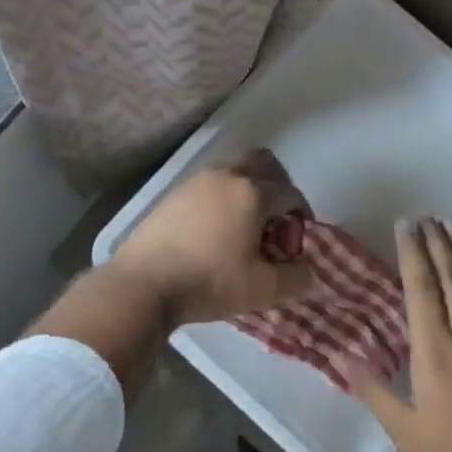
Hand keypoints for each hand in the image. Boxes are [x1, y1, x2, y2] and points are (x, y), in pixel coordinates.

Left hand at [111, 149, 312, 326]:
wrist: (144, 284)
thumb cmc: (209, 282)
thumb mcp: (262, 290)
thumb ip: (296, 278)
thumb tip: (307, 270)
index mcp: (252, 193)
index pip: (290, 193)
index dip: (301, 215)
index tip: (297, 240)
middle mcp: (226, 176)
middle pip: (262, 162)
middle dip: (278, 184)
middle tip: (276, 218)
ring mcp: (196, 181)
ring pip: (233, 171)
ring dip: (248, 190)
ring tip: (245, 226)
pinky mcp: (174, 194)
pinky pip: (210, 185)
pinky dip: (223, 198)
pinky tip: (216, 230)